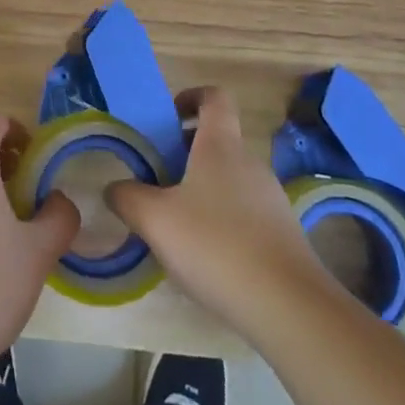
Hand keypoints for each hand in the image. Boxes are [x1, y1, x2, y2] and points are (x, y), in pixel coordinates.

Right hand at [106, 87, 335, 344]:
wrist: (289, 308)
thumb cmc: (216, 245)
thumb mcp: (154, 219)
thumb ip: (127, 197)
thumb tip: (115, 188)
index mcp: (221, 145)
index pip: (214, 97)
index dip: (190, 97)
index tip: (167, 117)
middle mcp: (250, 163)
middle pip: (218, 141)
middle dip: (185, 154)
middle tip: (157, 180)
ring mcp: (271, 199)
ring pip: (229, 180)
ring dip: (202, 191)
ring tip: (176, 225)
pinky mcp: (282, 235)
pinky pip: (245, 213)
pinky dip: (222, 222)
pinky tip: (206, 258)